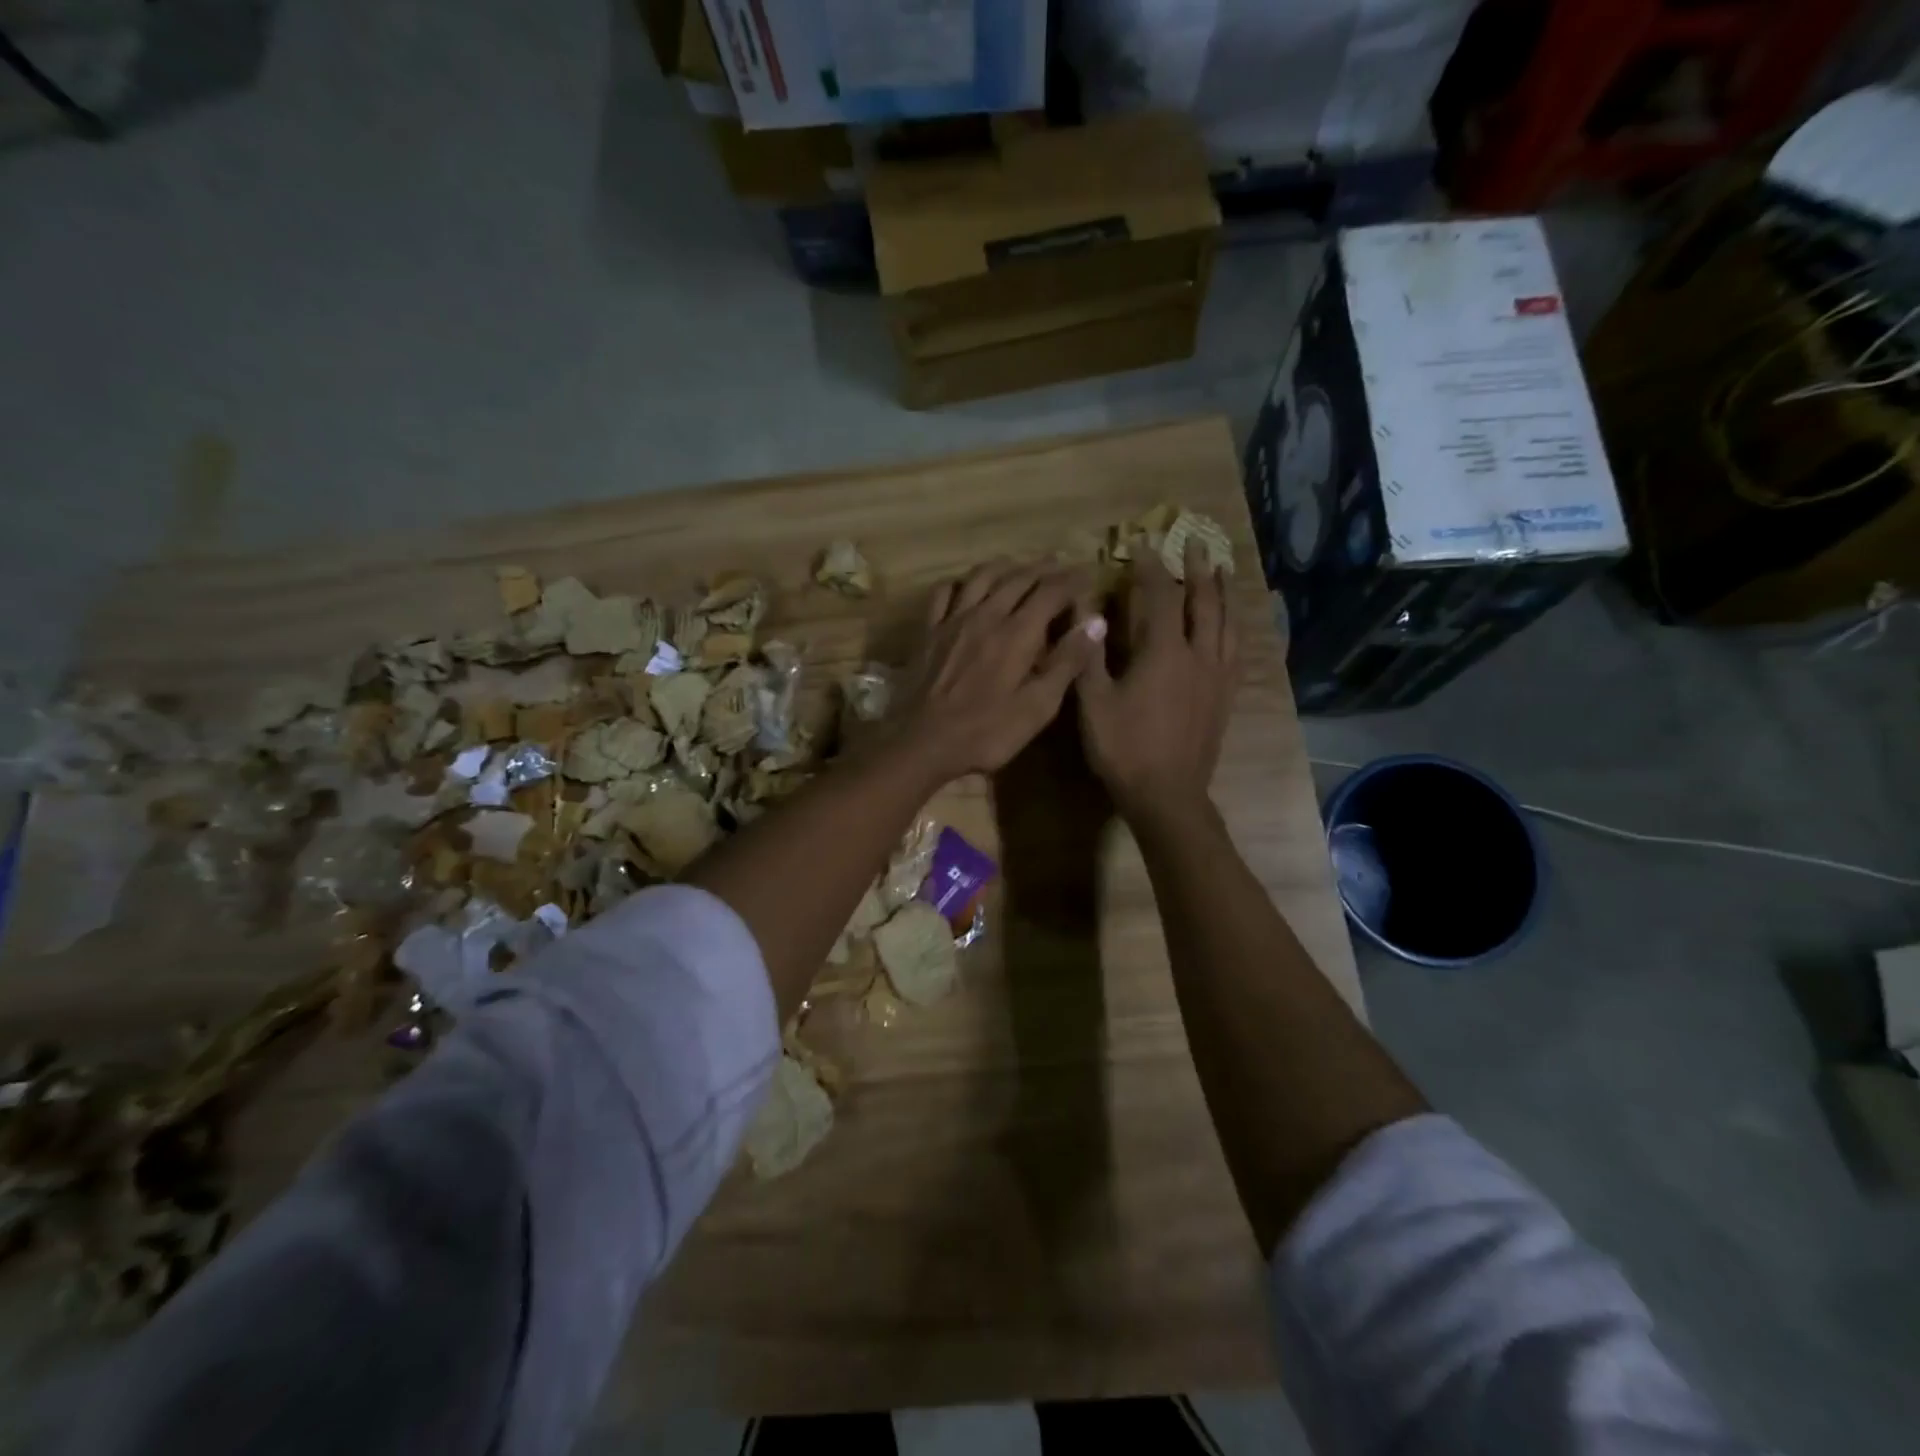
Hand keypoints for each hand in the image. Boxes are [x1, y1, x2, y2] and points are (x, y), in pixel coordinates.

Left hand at [890, 561, 1106, 786]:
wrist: (924, 743)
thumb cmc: (988, 732)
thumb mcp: (1038, 706)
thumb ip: (1067, 662)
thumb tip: (1095, 622)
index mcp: (1018, 632)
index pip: (1051, 591)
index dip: (1073, 580)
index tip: (1088, 574)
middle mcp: (986, 615)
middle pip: (1018, 578)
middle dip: (1044, 568)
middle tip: (1060, 566)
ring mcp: (953, 621)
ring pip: (981, 577)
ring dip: (1005, 566)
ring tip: (1019, 566)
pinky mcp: (929, 632)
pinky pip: (943, 593)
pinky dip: (959, 582)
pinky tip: (965, 586)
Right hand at [1076, 545, 1239, 818]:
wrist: (1167, 795)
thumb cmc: (1123, 749)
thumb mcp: (1093, 702)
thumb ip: (1089, 654)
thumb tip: (1085, 611)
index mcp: (1164, 653)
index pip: (1160, 596)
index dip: (1151, 567)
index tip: (1143, 544)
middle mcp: (1198, 656)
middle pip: (1205, 601)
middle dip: (1198, 568)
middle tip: (1196, 541)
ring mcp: (1217, 677)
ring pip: (1227, 623)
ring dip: (1223, 592)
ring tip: (1221, 571)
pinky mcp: (1225, 697)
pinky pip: (1235, 651)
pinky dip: (1234, 628)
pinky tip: (1231, 625)